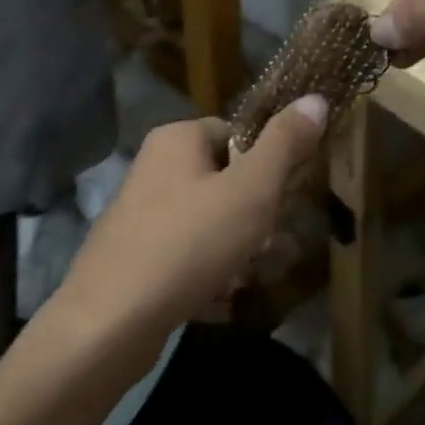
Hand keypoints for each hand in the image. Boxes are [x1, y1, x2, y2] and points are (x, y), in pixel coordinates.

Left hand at [46, 98, 328, 356]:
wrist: (108, 325)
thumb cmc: (187, 244)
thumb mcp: (251, 191)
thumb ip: (285, 145)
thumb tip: (316, 98)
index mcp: (177, 138)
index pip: (238, 135)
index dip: (266, 167)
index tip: (279, 201)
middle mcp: (154, 166)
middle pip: (226, 179)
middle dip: (253, 215)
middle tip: (264, 245)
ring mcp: (140, 212)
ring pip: (210, 219)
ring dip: (235, 246)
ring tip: (243, 275)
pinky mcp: (134, 254)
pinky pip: (186, 250)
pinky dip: (207, 269)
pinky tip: (217, 295)